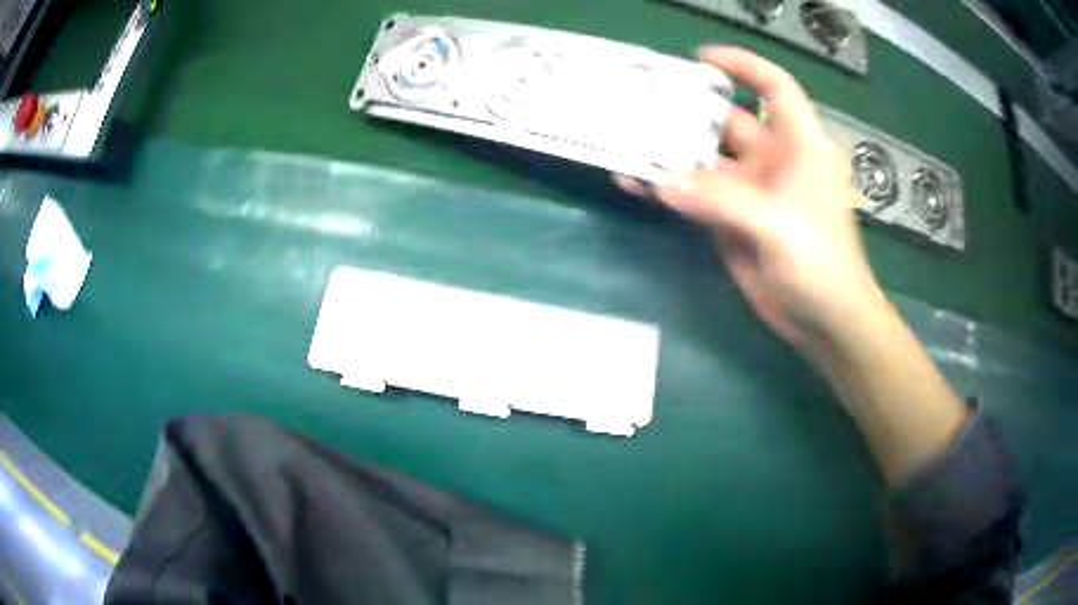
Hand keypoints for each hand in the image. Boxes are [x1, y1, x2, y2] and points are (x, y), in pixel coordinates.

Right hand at [617, 47, 882, 348]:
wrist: (825, 322)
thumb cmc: (821, 265)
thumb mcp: (779, 226)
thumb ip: (722, 201)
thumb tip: (661, 183)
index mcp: (799, 145)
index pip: (775, 89)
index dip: (744, 66)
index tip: (702, 59)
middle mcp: (773, 160)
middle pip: (727, 121)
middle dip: (688, 111)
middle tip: (640, 102)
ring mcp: (749, 191)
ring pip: (703, 160)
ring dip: (669, 152)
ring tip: (625, 140)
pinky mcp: (729, 221)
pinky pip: (693, 196)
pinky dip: (667, 190)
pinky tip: (634, 184)